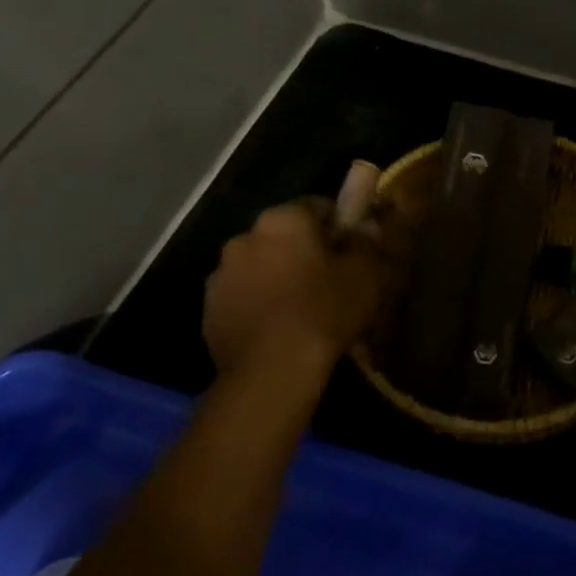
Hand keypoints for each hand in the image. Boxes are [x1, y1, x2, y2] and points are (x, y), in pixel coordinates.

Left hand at [202, 194, 407, 384]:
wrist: (271, 370)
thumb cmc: (324, 310)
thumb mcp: (366, 272)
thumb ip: (367, 241)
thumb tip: (366, 224)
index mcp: (283, 219)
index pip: (317, 205)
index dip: (339, 226)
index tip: (353, 250)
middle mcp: (244, 237)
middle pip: (284, 235)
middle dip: (305, 250)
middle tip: (330, 279)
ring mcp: (220, 275)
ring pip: (260, 265)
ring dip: (278, 276)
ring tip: (303, 307)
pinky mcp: (208, 310)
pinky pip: (243, 295)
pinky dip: (259, 303)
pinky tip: (279, 328)